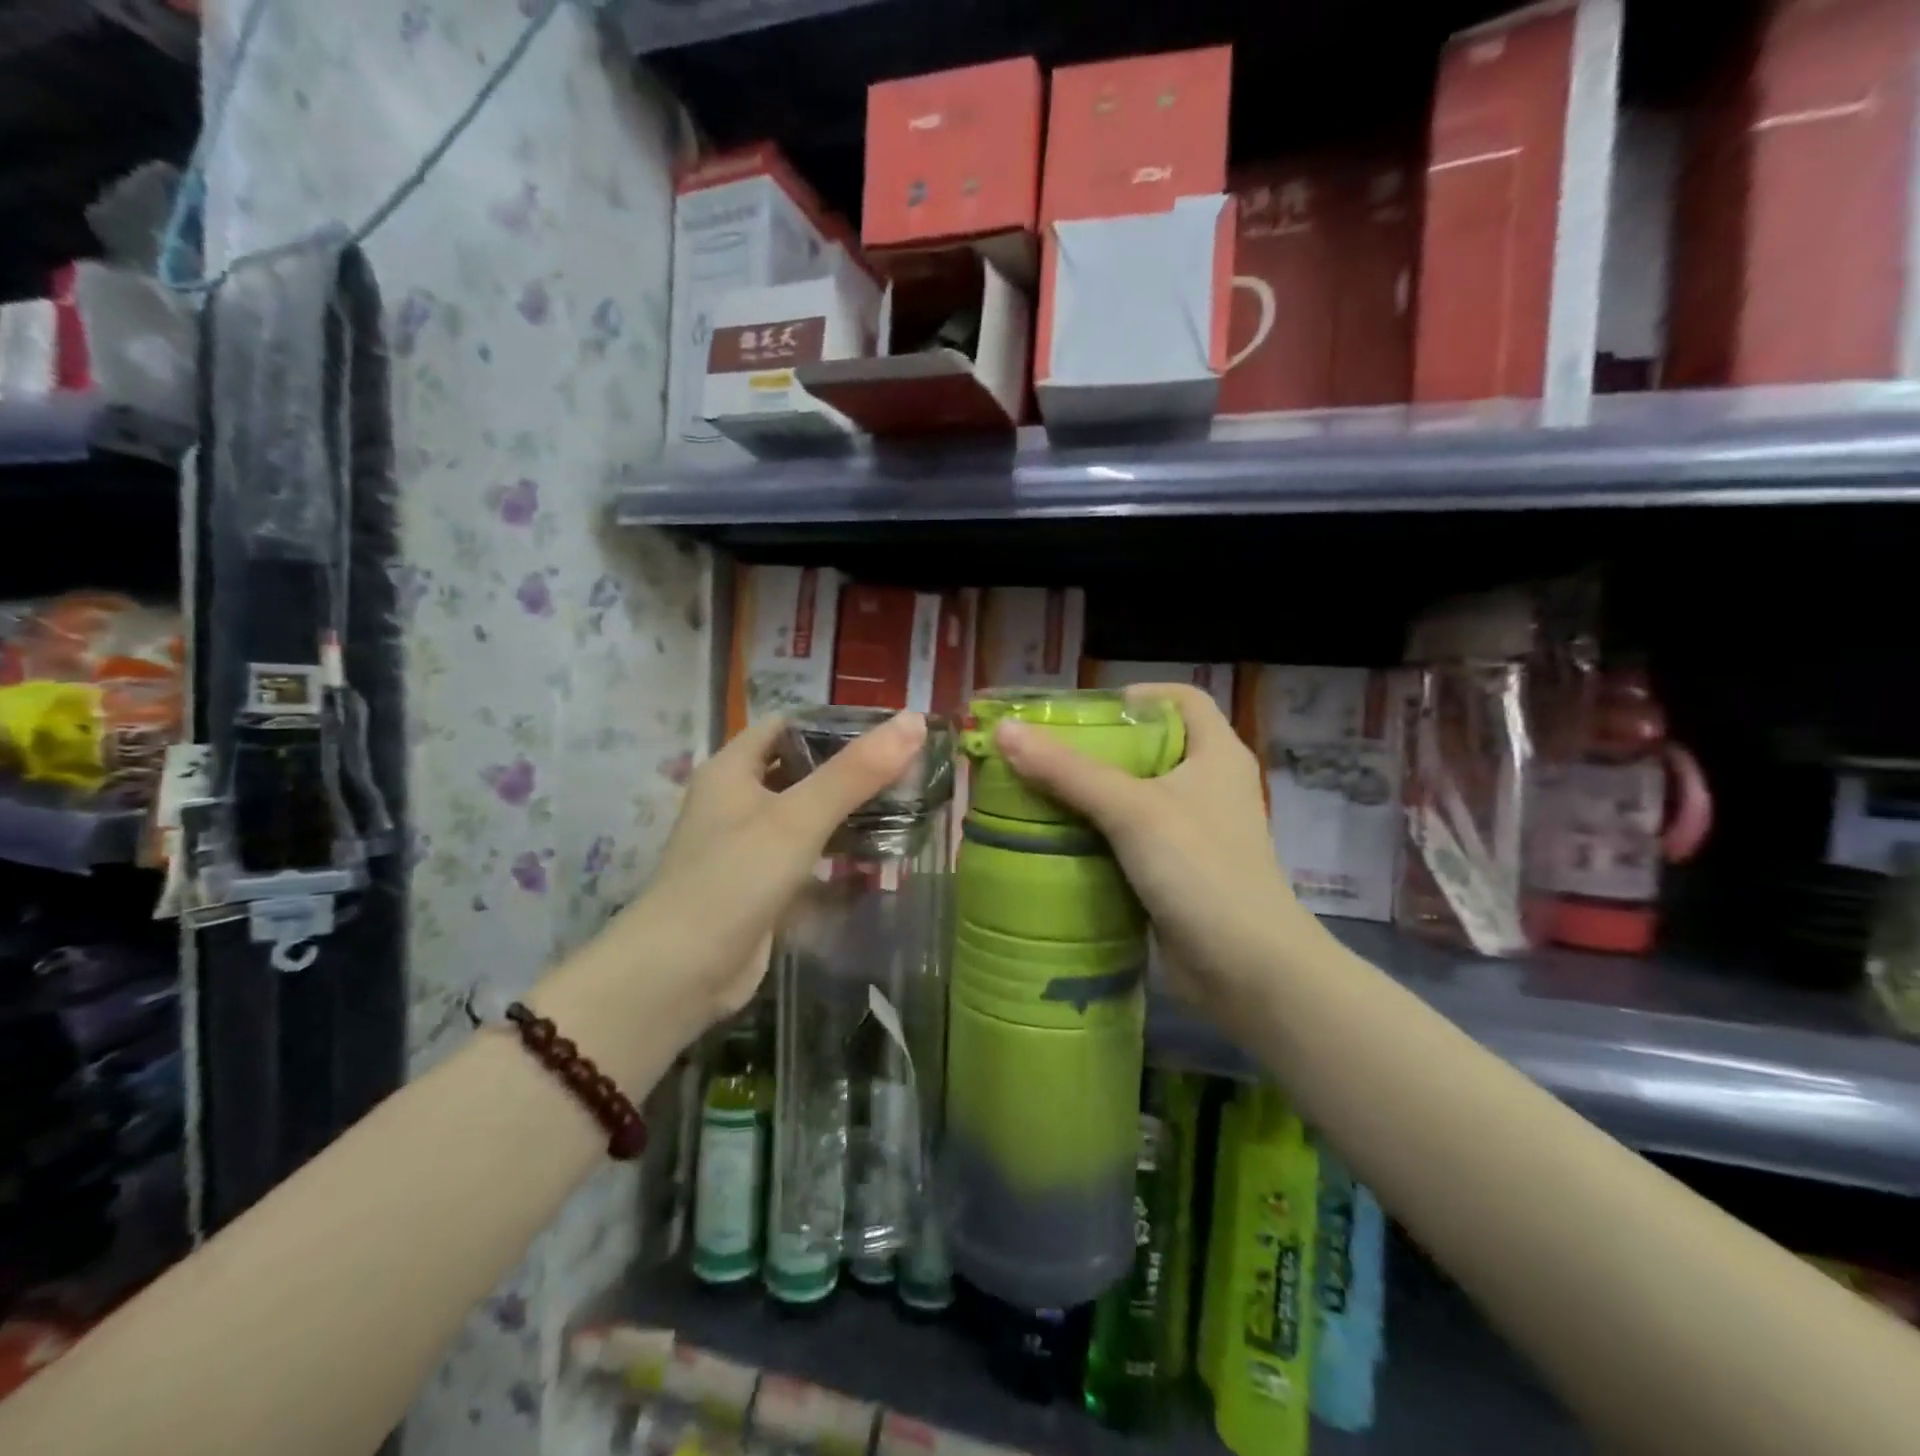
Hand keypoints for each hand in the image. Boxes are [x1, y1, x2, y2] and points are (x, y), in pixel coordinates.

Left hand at [595, 711, 928, 1036]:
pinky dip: (834, 850)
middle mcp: (735, 800)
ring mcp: (746, 846)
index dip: (833, 723)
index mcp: (732, 769)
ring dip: (845, 810)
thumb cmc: (735, 879)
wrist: (681, 974)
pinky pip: (803, 854)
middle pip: (799, 769)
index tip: (887, 731)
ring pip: (803, 814)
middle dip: (848, 769)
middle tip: (906, 769)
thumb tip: (913, 720)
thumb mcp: (798, 818)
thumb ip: (856, 772)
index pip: (787, 725)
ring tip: (902, 806)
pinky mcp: (759, 885)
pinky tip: (874, 854)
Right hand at [993, 684, 1321, 1022]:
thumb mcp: (1132, 810)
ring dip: (1093, 795)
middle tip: (1045, 752)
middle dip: (1098, 747)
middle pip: (1151, 747)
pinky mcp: (1177, 872)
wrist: (1247, 970)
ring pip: (1137, 797)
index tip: (1085, 711)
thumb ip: (1068, 771)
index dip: (1137, 695)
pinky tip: (1059, 840)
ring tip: (1039, 792)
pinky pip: (1131, 840)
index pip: (1182, 699)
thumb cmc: (1200, 870)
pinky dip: (1099, 835)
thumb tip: (1006, 732)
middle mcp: (1210, 786)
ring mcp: (1195, 833)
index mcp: (1217, 754)